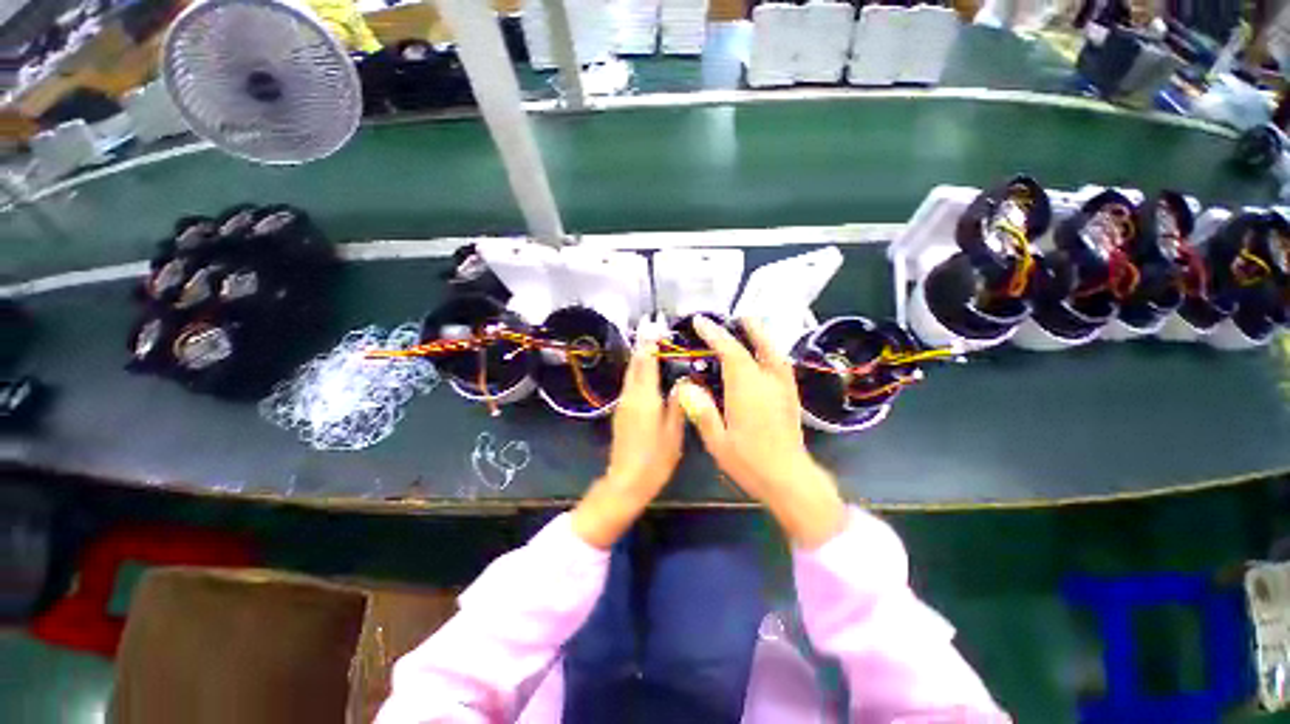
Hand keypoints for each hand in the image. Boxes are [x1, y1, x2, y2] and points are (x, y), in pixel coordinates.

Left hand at [572, 335, 683, 548]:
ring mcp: (623, 403)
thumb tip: (683, 383)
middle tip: (653, 329)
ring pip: (631, 373)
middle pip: (635, 364)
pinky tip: (646, 370)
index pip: (646, 363)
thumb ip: (677, 405)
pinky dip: (638, 371)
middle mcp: (631, 396)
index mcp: (645, 398)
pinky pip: (630, 383)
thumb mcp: (673, 434)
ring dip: (639, 356)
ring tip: (651, 344)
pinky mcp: (622, 411)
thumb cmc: (654, 460)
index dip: (650, 343)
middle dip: (643, 345)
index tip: (654, 326)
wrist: (626, 481)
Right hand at [677, 316, 846, 548]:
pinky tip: (766, 355)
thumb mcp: (717, 441)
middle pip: (757, 345)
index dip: (714, 334)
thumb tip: (686, 387)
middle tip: (733, 316)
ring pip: (774, 351)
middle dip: (745, 327)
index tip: (700, 321)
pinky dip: (772, 351)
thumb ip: (701, 410)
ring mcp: (783, 387)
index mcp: (746, 388)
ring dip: (762, 335)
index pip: (730, 351)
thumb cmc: (750, 461)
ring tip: (751, 325)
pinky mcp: (791, 396)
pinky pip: (781, 364)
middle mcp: (767, 381)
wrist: (789, 479)